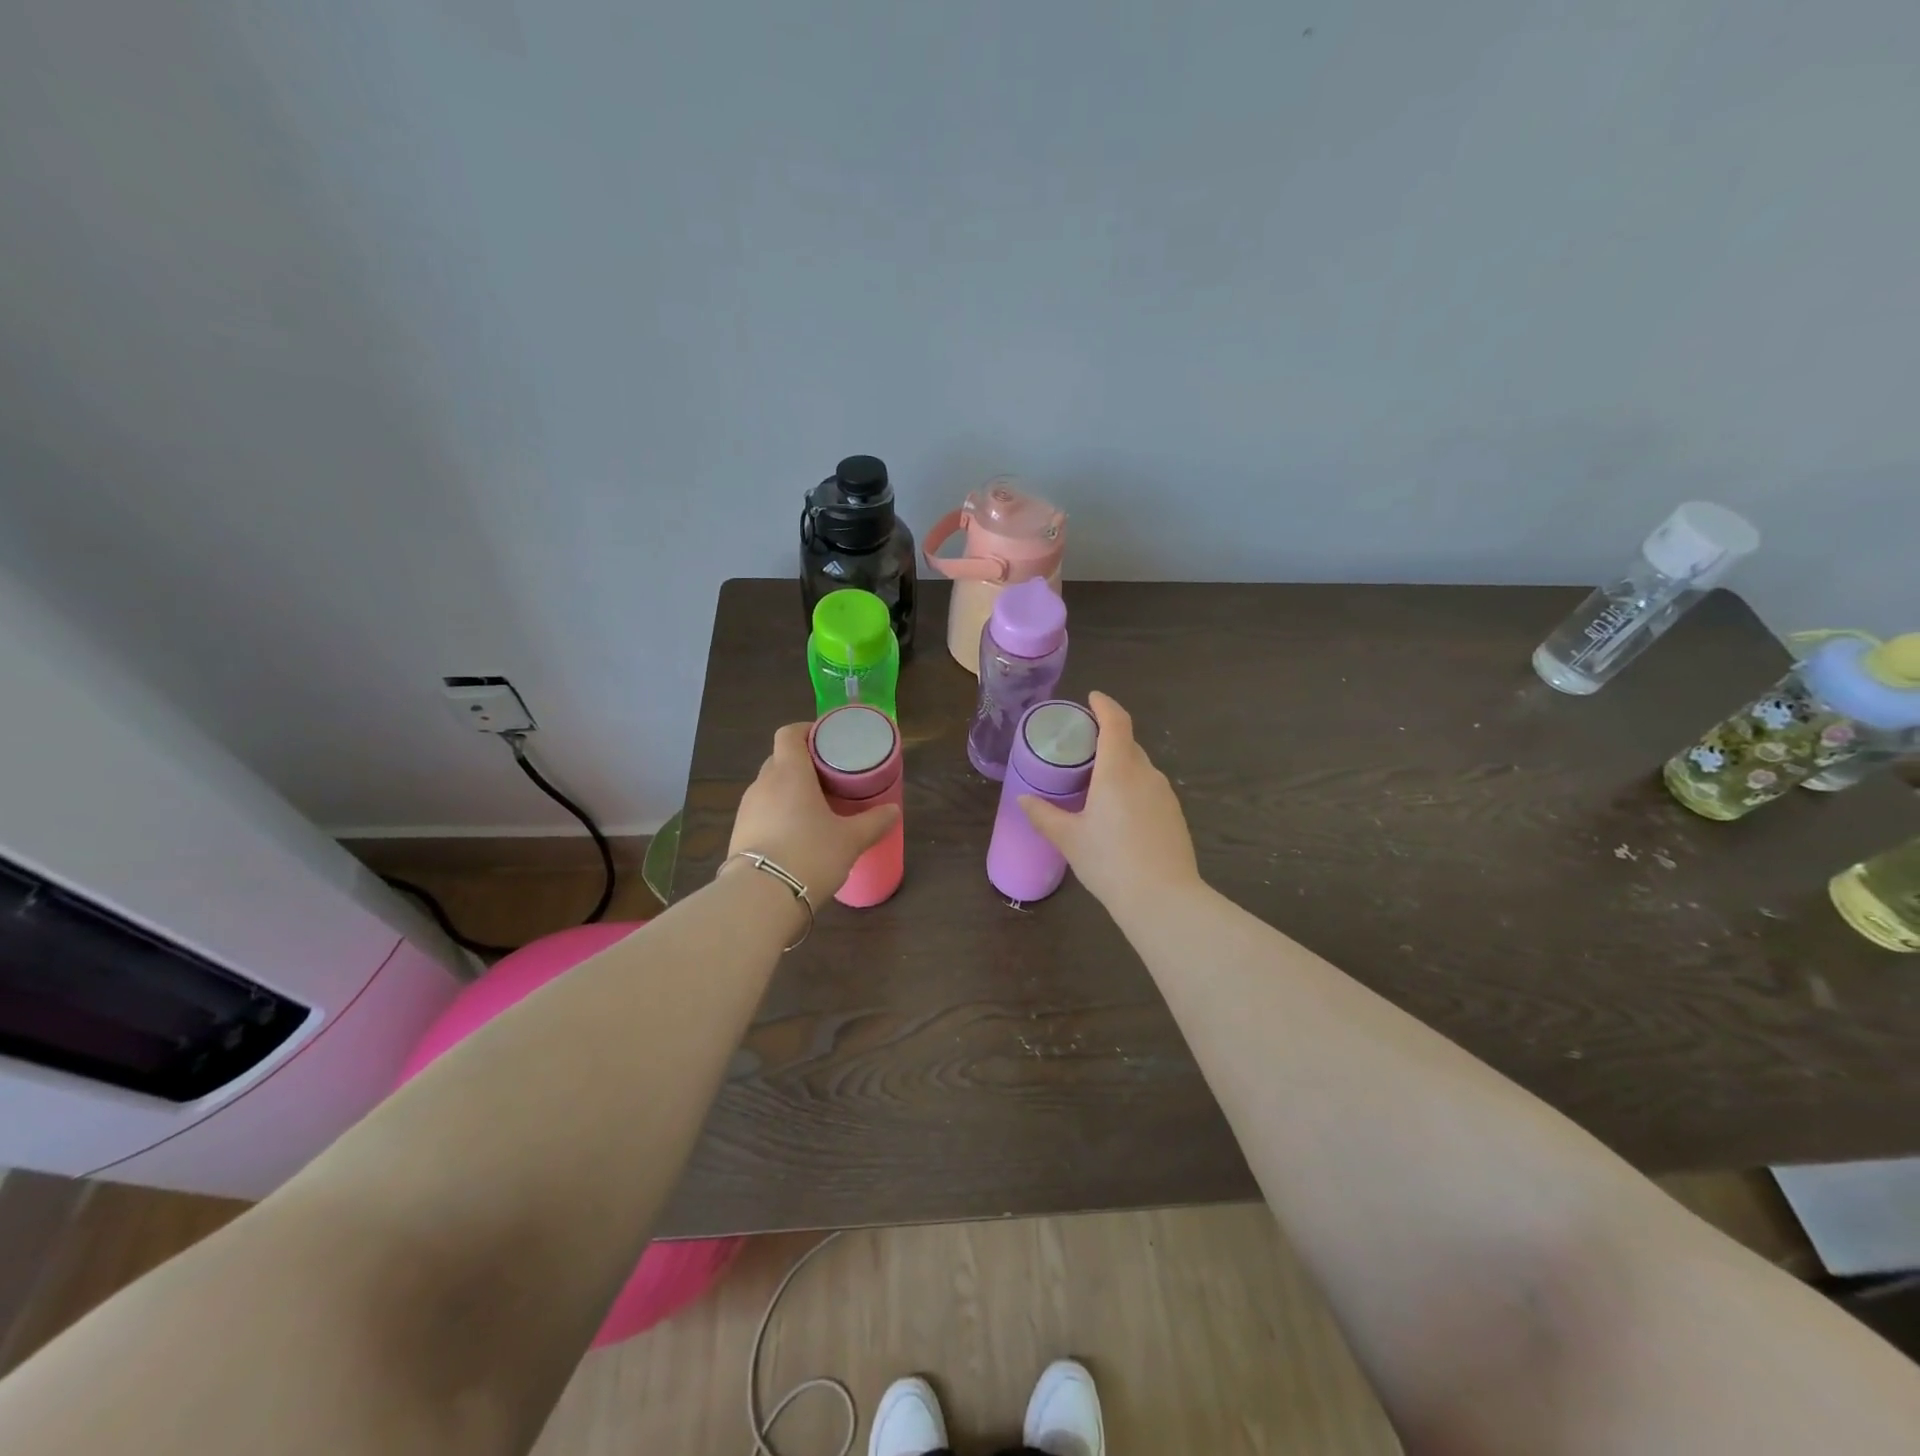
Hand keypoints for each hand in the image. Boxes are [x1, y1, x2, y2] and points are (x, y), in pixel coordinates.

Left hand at [728, 723, 900, 904]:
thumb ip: (874, 822)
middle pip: (779, 760)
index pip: (789, 734)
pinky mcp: (738, 834)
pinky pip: (761, 813)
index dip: (806, 731)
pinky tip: (795, 835)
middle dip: (801, 764)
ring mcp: (747, 809)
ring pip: (769, 788)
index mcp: (790, 772)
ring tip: (814, 808)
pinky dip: (777, 815)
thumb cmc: (810, 854)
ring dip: (789, 791)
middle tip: (828, 777)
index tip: (825, 740)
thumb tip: (893, 810)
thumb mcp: (850, 840)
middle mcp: (763, 784)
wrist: (761, 898)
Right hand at [1019, 691, 1201, 906]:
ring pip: (1140, 767)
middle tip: (1081, 749)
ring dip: (1120, 765)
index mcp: (1118, 770)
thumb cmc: (1110, 862)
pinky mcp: (1174, 814)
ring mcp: (1165, 794)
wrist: (1164, 899)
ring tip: (1096, 783)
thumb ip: (1044, 815)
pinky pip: (1149, 788)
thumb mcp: (1069, 839)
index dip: (1104, 705)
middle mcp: (1145, 774)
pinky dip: (1132, 787)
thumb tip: (1024, 800)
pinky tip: (1118, 812)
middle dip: (1106, 738)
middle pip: (1127, 743)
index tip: (1092, 699)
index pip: (1115, 722)